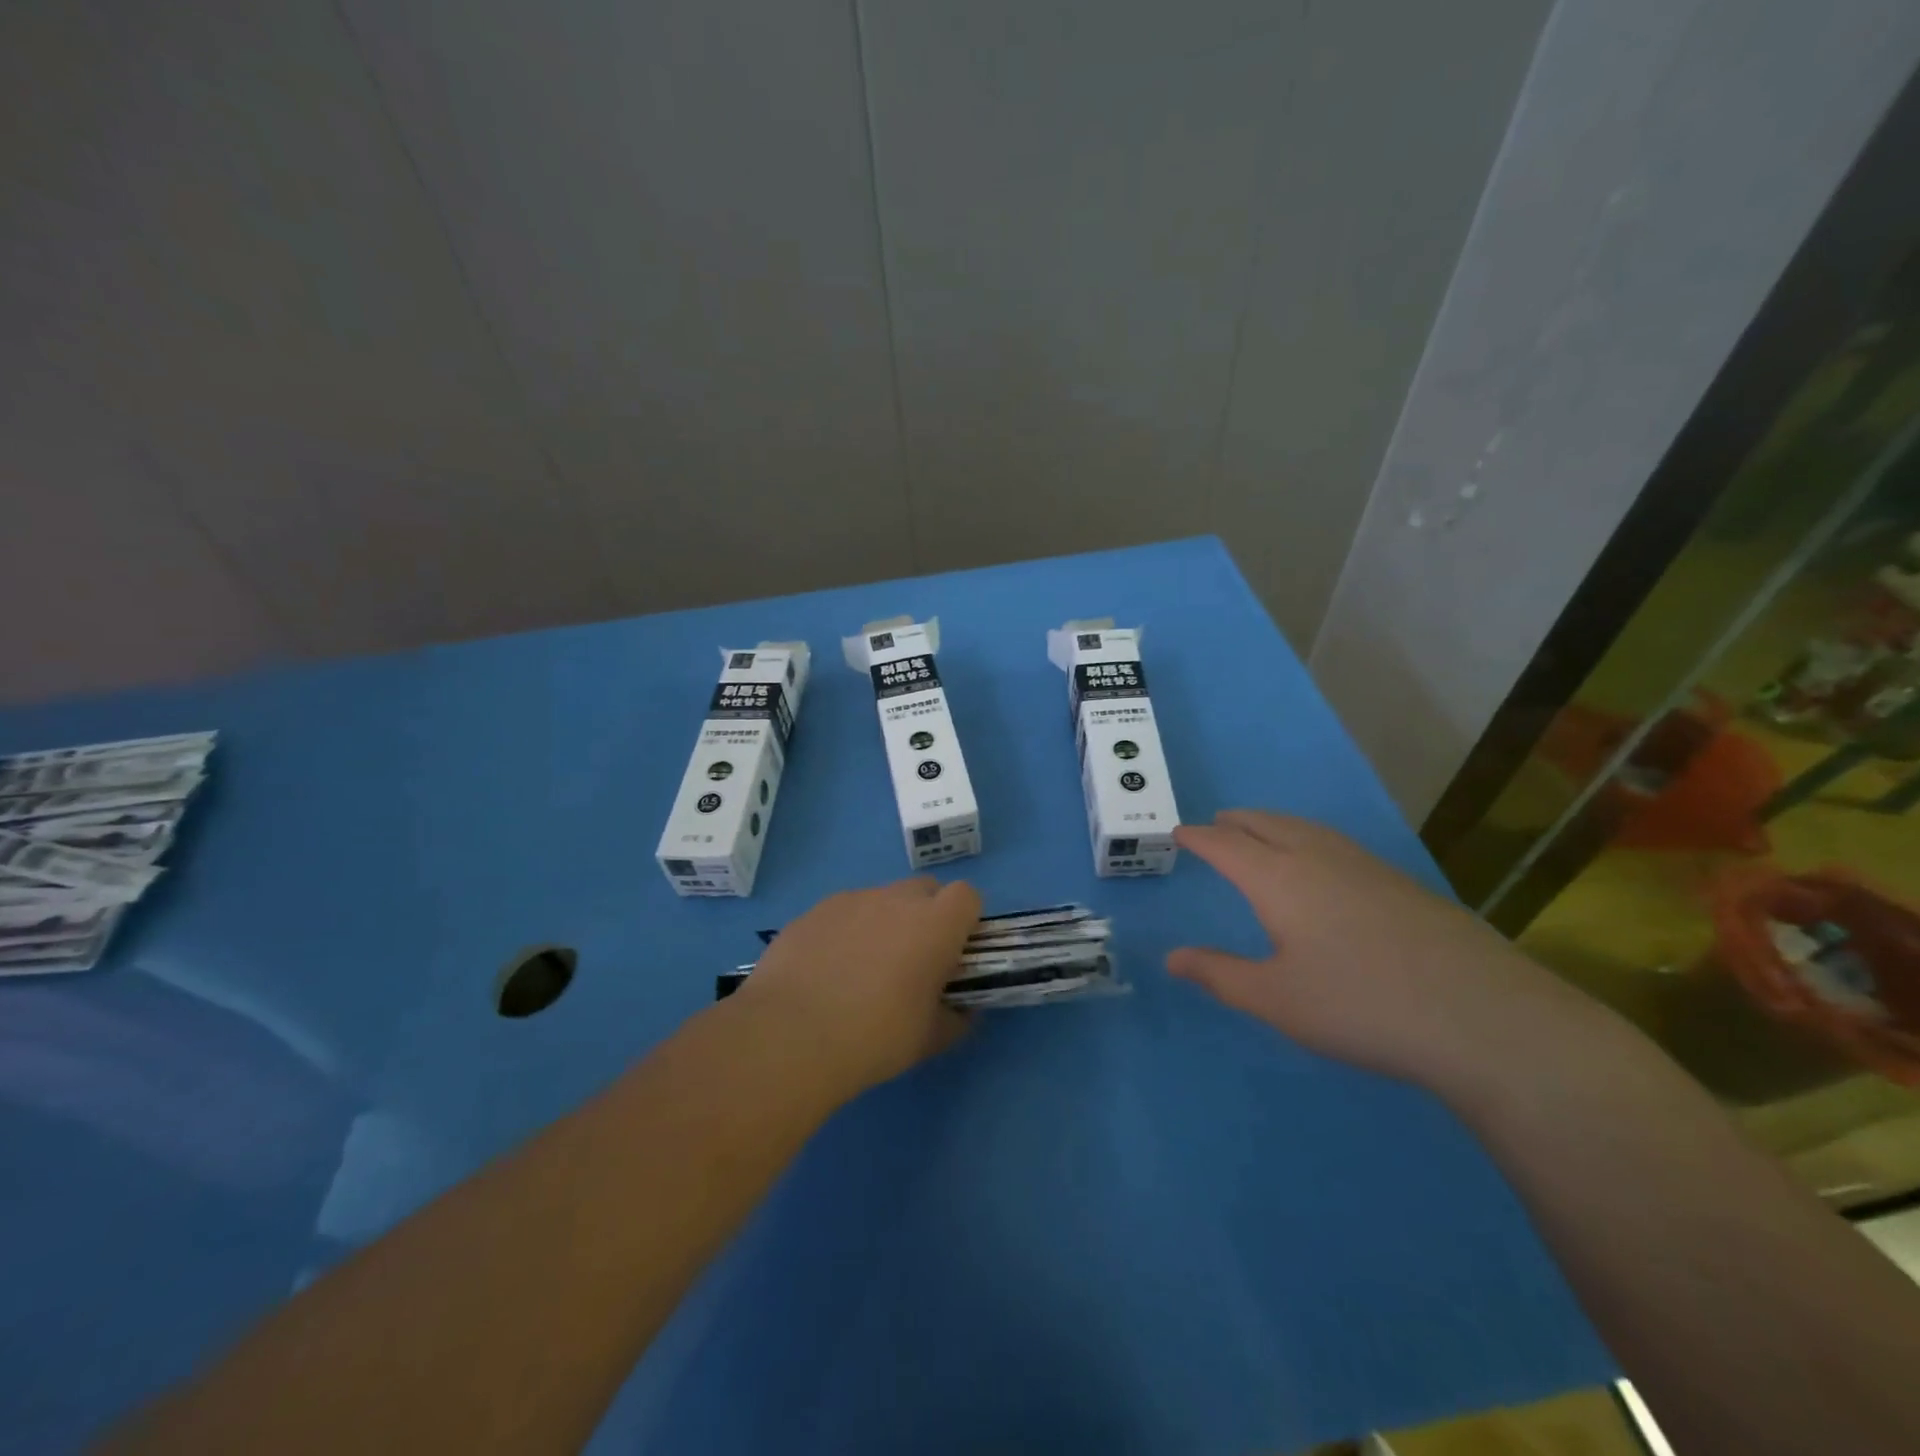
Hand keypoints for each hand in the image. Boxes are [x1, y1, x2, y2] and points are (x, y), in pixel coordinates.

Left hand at [735, 878, 980, 1096]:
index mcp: (935, 924)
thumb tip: (961, 1010)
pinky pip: (842, 913)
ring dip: (883, 923)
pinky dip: (844, 932)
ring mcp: (851, 900)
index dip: (964, 920)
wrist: (791, 1034)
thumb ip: (955, 1019)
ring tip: (861, 971)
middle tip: (911, 960)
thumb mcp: (929, 1039)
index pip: (967, 896)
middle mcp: (896, 899)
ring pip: (880, 900)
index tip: (954, 952)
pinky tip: (826, 972)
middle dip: (926, 915)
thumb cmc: (875, 1036)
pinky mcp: (813, 911)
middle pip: (924, 890)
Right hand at [1168, 811, 1575, 1087]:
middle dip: (1236, 823)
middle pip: (1267, 825)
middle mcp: (1318, 859)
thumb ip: (1219, 974)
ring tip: (1262, 832)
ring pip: (1306, 829)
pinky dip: (1309, 839)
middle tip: (1216, 825)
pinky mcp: (1402, 884)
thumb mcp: (1275, 999)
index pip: (1226, 846)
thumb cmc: (1360, 1006)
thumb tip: (1171, 957)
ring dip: (1274, 825)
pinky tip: (1323, 864)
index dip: (1198, 838)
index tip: (1178, 832)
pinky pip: (1337, 844)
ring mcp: (1366, 867)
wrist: (1483, 1018)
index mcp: (1278, 879)